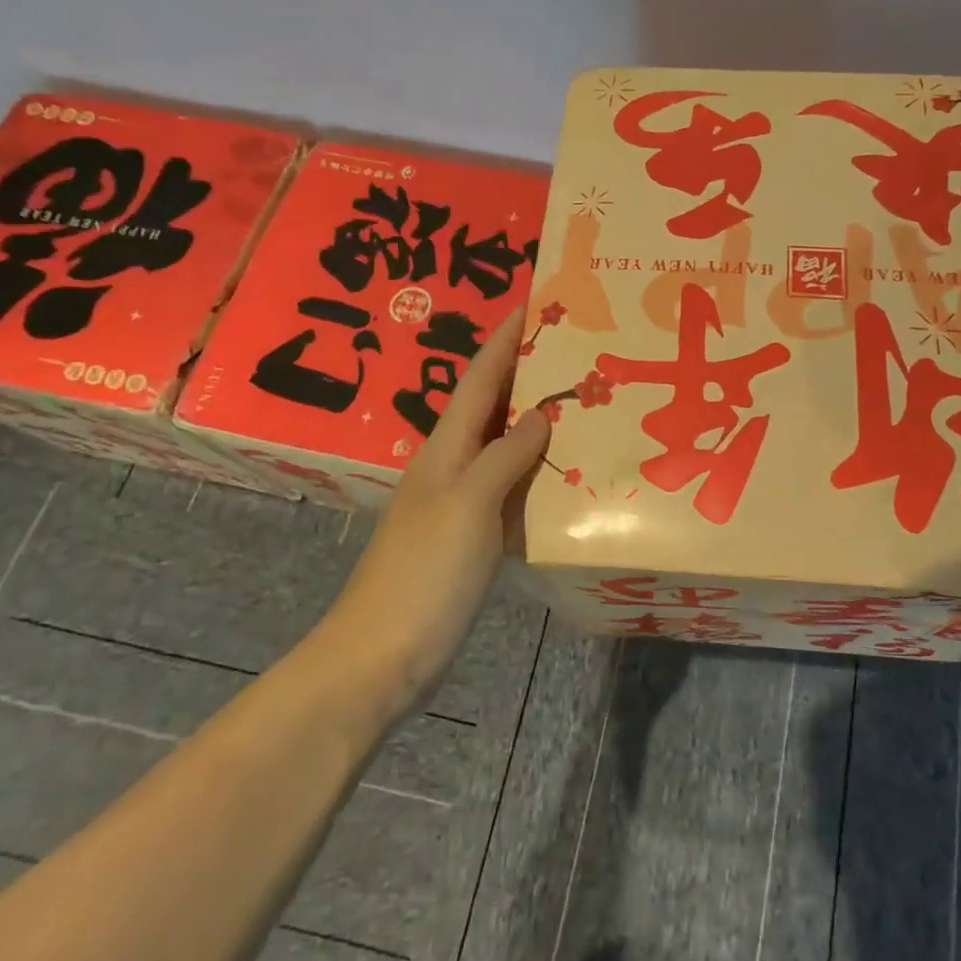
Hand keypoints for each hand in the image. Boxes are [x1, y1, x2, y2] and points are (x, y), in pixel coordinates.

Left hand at [318, 310, 550, 710]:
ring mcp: (459, 503)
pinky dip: (536, 470)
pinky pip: (509, 487)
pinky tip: (563, 474)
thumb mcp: (469, 505)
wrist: (381, 656)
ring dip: (534, 420)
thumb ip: (505, 455)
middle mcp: (451, 466)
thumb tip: (540, 413)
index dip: (505, 340)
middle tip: (572, 348)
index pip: (481, 379)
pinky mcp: (469, 537)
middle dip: (524, 372)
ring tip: (579, 401)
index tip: (533, 303)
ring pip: (502, 446)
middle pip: (491, 406)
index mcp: (445, 449)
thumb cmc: (424, 573)